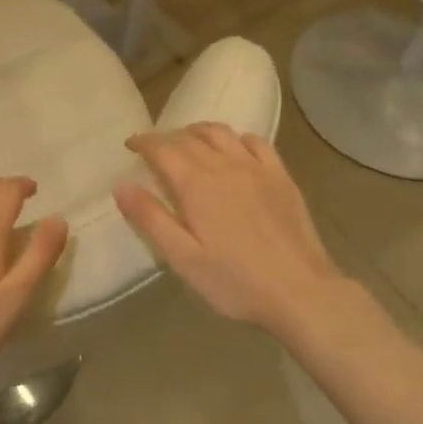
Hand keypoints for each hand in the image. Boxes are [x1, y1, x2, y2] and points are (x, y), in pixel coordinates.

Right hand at [114, 124, 353, 338]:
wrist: (302, 292)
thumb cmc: (235, 281)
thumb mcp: (183, 258)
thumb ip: (151, 219)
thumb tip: (121, 185)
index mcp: (196, 184)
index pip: (162, 148)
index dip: (143, 142)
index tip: (131, 145)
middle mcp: (224, 165)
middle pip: (189, 137)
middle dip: (167, 137)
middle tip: (155, 149)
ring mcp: (256, 168)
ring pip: (221, 133)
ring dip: (198, 132)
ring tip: (188, 142)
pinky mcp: (281, 177)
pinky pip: (256, 142)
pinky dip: (236, 138)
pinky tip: (234, 150)